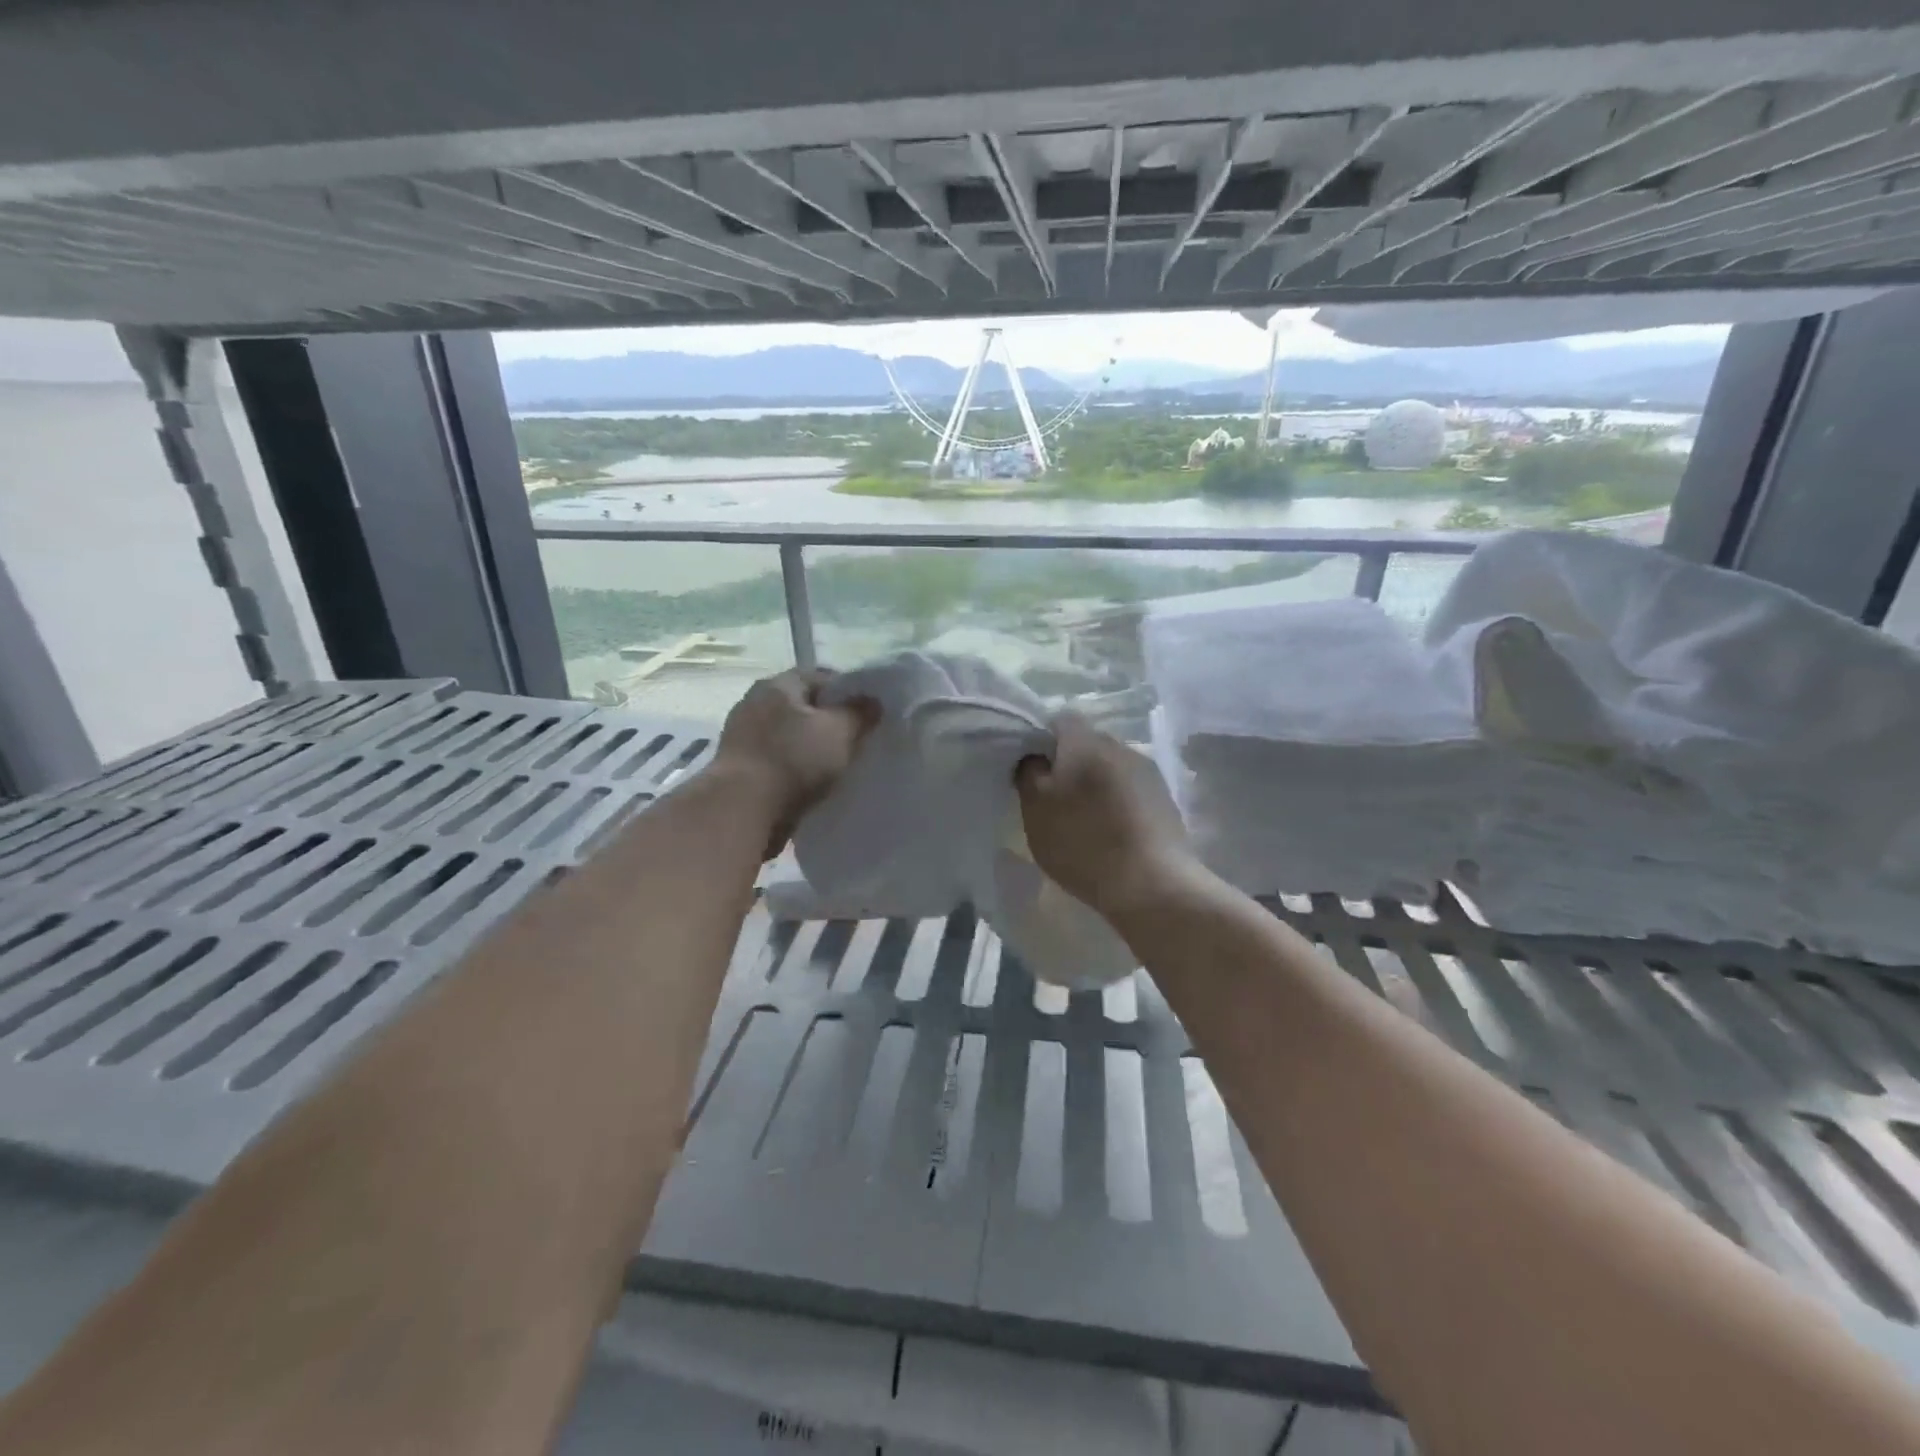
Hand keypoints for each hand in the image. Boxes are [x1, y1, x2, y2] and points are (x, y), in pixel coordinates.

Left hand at [709, 669, 871, 855]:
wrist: (742, 810)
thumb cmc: (794, 760)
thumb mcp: (839, 732)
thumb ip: (860, 713)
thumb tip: (872, 702)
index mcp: (778, 685)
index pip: (821, 677)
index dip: (849, 692)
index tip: (868, 713)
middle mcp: (755, 703)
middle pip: (804, 706)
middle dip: (829, 721)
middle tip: (856, 739)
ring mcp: (743, 736)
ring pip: (790, 735)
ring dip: (811, 747)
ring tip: (838, 765)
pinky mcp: (740, 767)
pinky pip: (778, 760)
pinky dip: (795, 768)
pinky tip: (812, 783)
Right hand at [1016, 714, 1198, 920]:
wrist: (1153, 884)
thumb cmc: (1083, 841)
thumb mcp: (1036, 809)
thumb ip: (1029, 772)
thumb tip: (1035, 756)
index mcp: (1085, 741)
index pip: (1058, 720)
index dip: (1040, 740)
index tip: (1031, 770)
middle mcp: (1120, 745)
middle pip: (1086, 743)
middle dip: (1068, 764)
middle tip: (1053, 798)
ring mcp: (1148, 772)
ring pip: (1109, 767)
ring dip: (1094, 785)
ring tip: (1083, 819)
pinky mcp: (1165, 799)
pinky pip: (1130, 790)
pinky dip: (1116, 803)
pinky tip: (1111, 832)